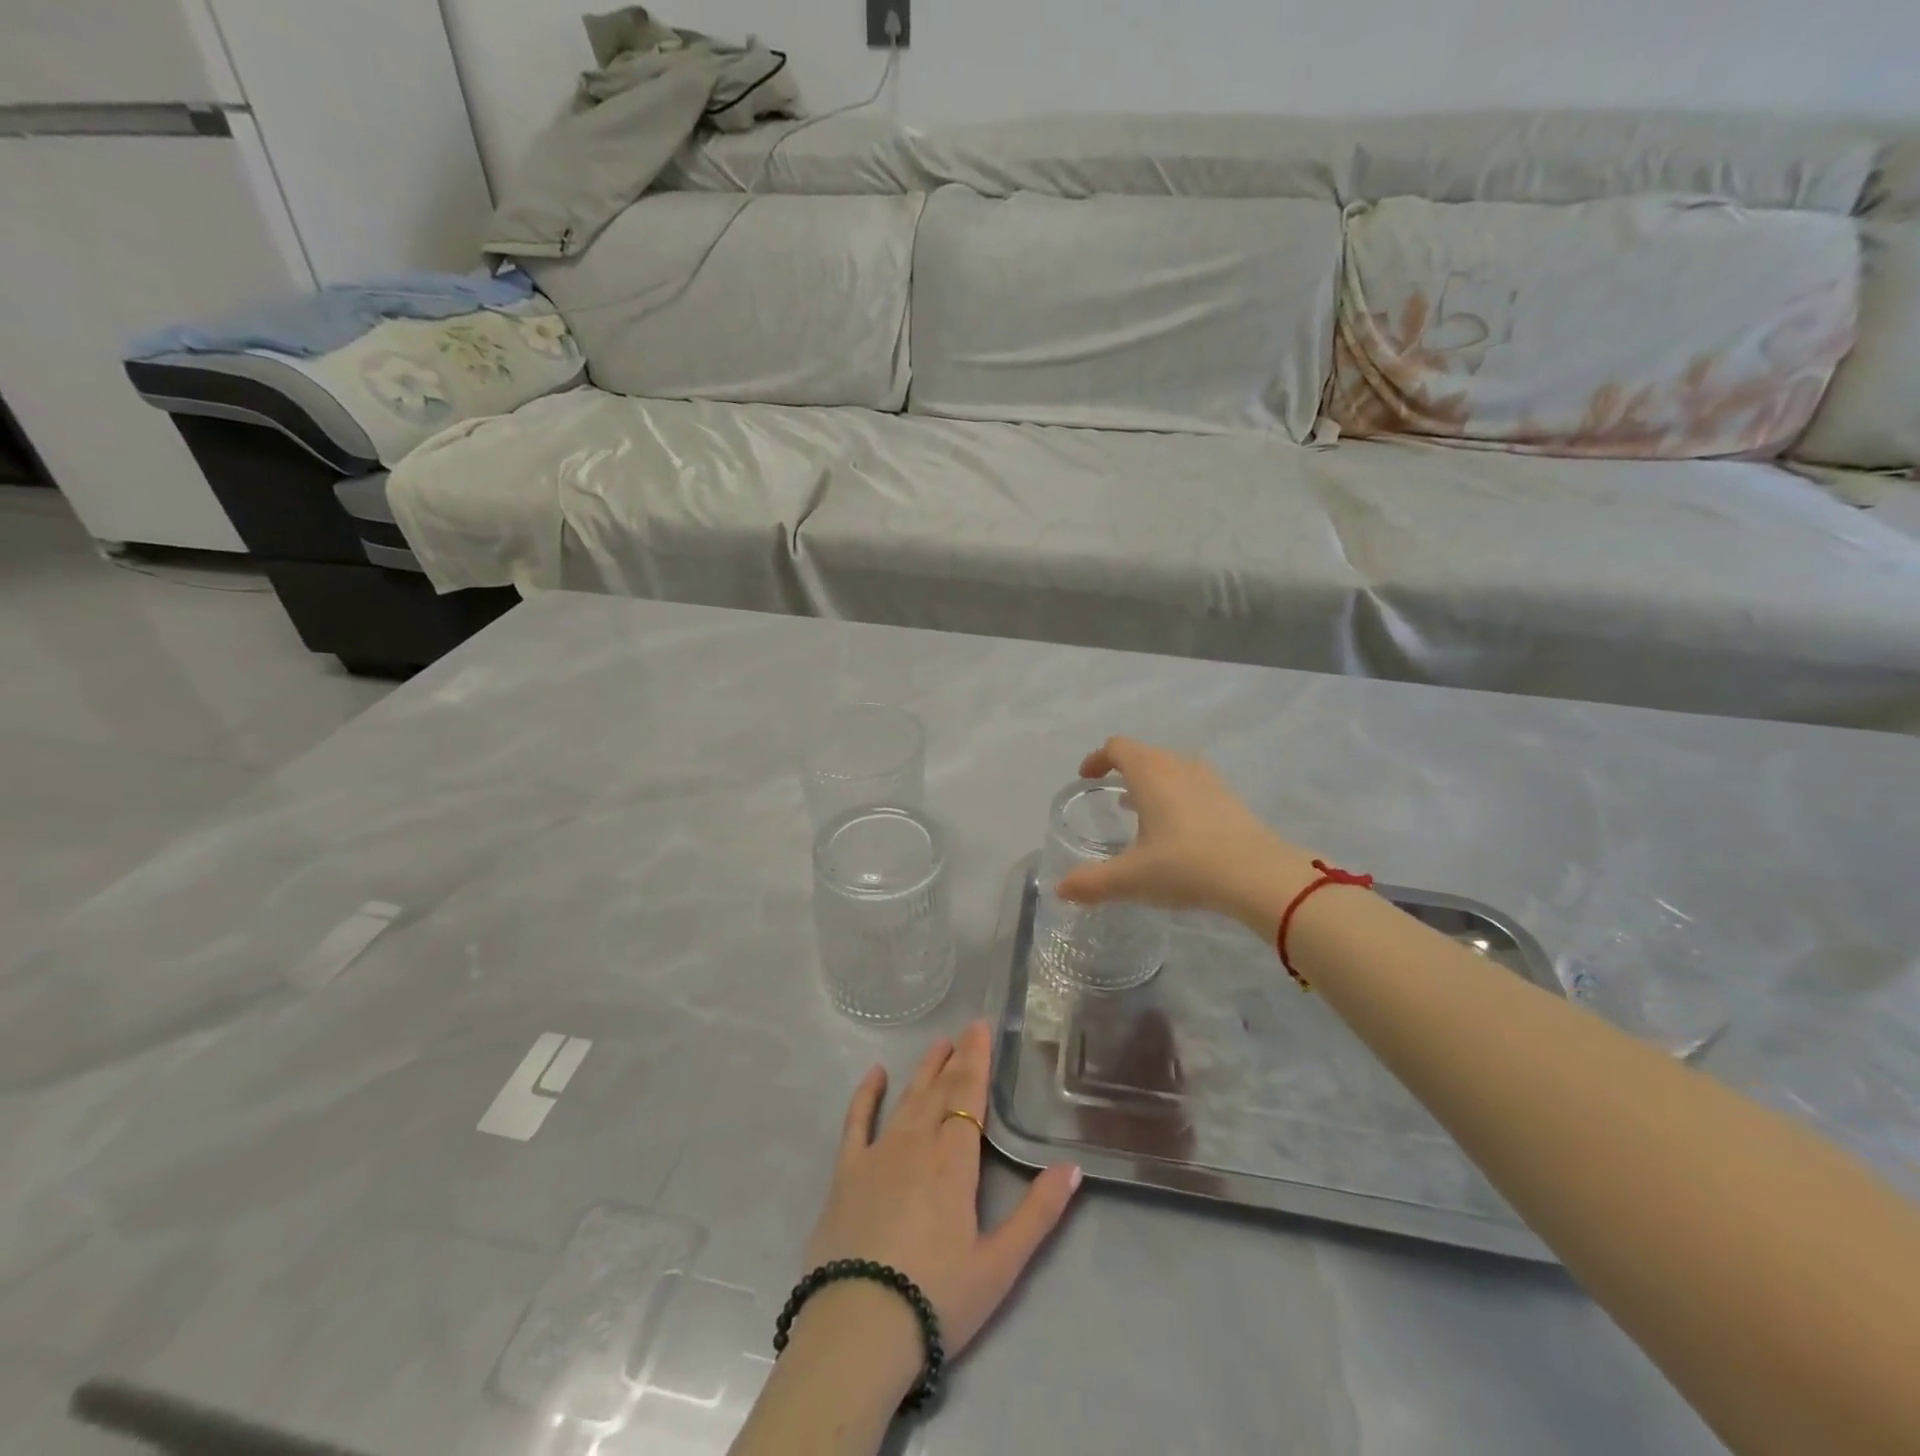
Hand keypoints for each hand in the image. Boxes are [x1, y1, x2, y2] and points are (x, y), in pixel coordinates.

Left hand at [802, 1020, 1081, 1363]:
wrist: (858, 1329)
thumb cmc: (936, 1298)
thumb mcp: (1000, 1265)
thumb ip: (1038, 1213)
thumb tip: (1072, 1167)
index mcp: (954, 1160)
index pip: (969, 1095)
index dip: (977, 1059)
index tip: (981, 1028)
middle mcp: (917, 1143)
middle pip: (940, 1091)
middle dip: (955, 1059)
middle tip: (965, 1032)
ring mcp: (878, 1154)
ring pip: (907, 1099)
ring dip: (923, 1070)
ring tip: (937, 1046)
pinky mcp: (847, 1172)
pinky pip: (857, 1121)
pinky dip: (866, 1094)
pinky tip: (875, 1074)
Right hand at [1054, 737, 1316, 935]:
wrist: (1258, 875)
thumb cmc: (1185, 865)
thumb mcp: (1131, 878)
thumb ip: (1092, 882)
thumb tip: (1060, 889)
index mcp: (1149, 773)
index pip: (1116, 747)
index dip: (1097, 758)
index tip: (1086, 777)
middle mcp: (1178, 765)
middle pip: (1144, 754)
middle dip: (1123, 770)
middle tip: (1111, 795)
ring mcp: (1208, 779)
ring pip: (1171, 768)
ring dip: (1152, 782)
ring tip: (1141, 810)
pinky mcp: (1229, 798)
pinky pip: (1192, 784)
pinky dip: (1176, 795)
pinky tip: (1177, 828)